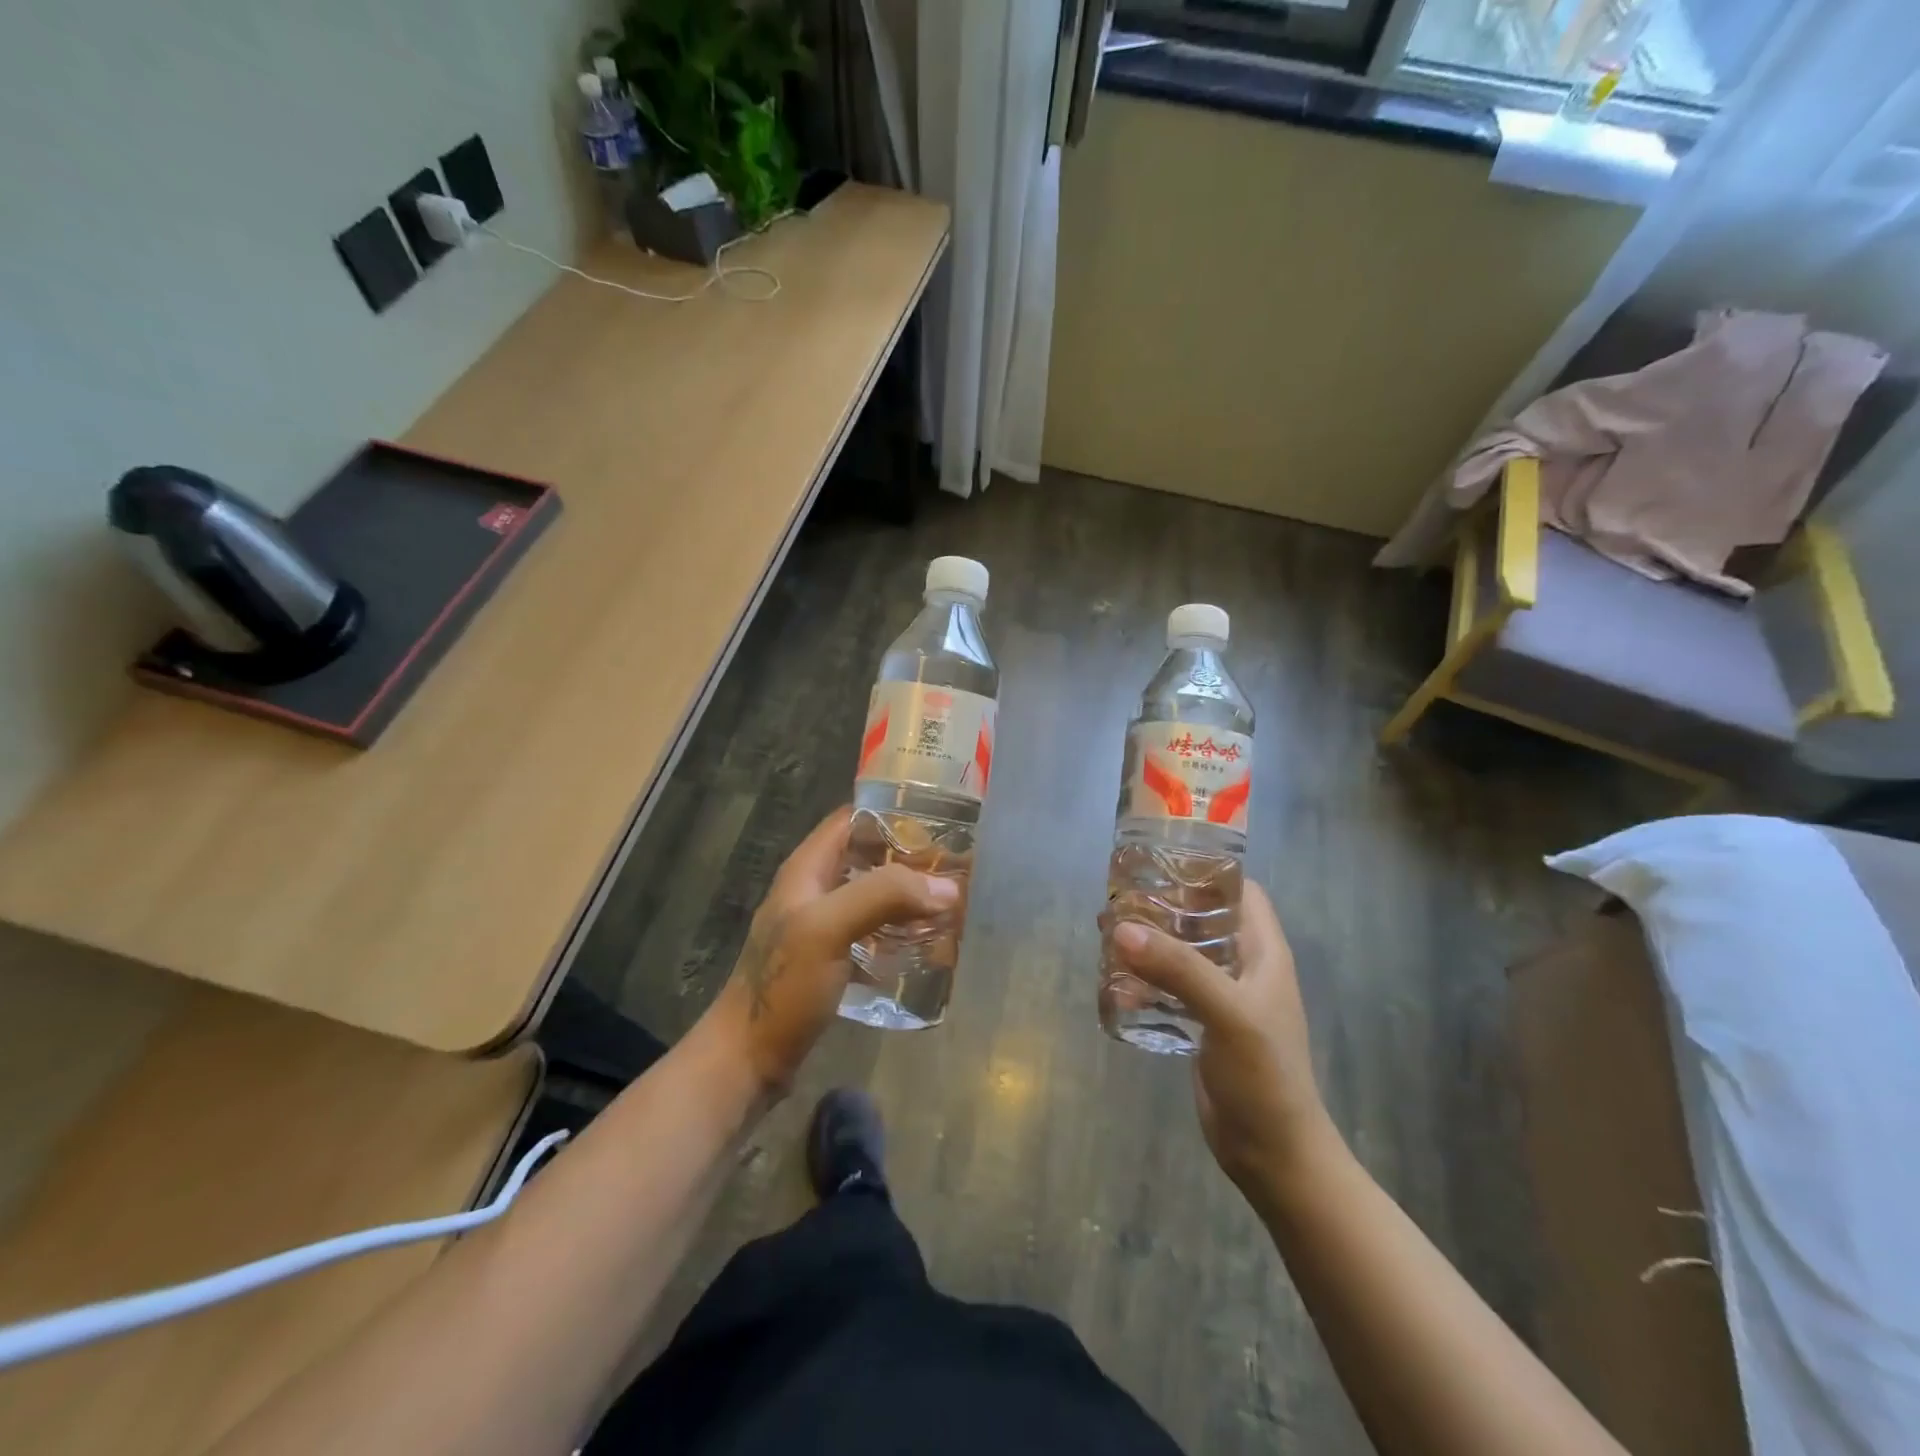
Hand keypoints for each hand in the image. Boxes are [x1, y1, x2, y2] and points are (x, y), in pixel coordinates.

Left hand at [702, 806, 957, 1095]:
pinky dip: (900, 931)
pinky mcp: (832, 960)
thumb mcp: (829, 928)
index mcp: (807, 869)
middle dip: (910, 859)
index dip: (892, 813)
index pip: (852, 819)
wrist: (749, 1059)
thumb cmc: (784, 986)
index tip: (940, 821)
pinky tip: (927, 944)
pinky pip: (873, 932)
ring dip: (908, 897)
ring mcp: (822, 926)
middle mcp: (815, 890)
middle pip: (868, 857)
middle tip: (956, 868)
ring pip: (873, 895)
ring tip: (951, 903)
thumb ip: (884, 896)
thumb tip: (947, 888)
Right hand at [1110, 883, 1333, 1192]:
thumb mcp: (1227, 1014)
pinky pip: (1169, 988)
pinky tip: (1114, 984)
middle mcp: (1243, 967)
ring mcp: (1222, 997)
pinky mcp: (1202, 1025)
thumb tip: (1121, 927)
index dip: (1207, 870)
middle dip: (1163, 906)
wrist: (1273, 1154)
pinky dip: (1144, 981)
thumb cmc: (1264, 1075)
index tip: (1162, 859)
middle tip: (1119, 896)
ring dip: (1148, 943)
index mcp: (1263, 952)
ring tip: (1107, 932)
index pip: (1240, 890)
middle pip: (1202, 919)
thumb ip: (1178, 968)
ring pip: (1181, 953)